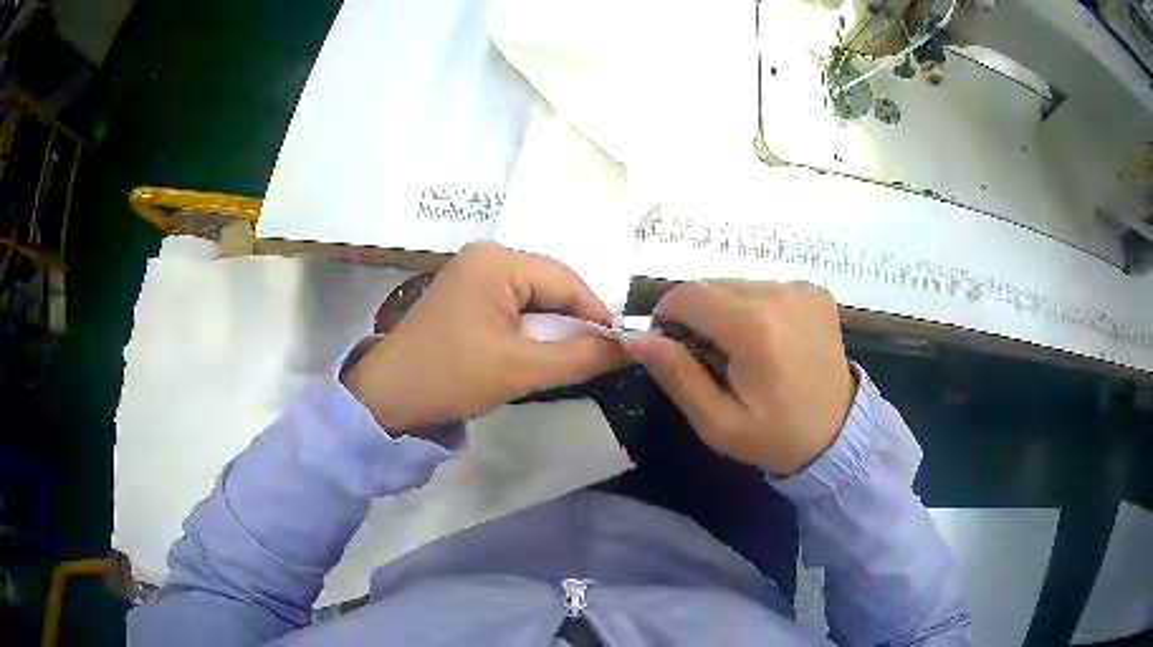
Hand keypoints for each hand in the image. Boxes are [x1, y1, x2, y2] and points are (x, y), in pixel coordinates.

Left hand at [344, 242, 624, 429]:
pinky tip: (533, 352)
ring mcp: (473, 272)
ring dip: (551, 328)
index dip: (597, 314)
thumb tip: (628, 347)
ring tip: (565, 358)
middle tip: (593, 357)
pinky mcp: (466, 293)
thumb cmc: (451, 376)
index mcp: (497, 260)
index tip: (619, 348)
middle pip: (550, 285)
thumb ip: (580, 356)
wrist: (388, 396)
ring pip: (533, 297)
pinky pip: (513, 305)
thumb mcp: (521, 369)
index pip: (566, 280)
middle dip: (572, 322)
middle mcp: (486, 255)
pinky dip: (529, 329)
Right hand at [629, 280, 854, 475]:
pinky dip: (754, 308)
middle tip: (706, 356)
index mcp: (755, 328)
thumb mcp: (717, 421)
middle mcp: (780, 295)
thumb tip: (635, 338)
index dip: (666, 313)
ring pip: (738, 284)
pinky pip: (766, 288)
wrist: (840, 436)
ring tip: (740, 352)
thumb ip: (676, 374)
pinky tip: (768, 341)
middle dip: (697, 315)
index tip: (667, 342)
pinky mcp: (815, 293)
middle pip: (713, 285)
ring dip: (726, 311)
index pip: (689, 294)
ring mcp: (802, 290)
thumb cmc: (775, 436)